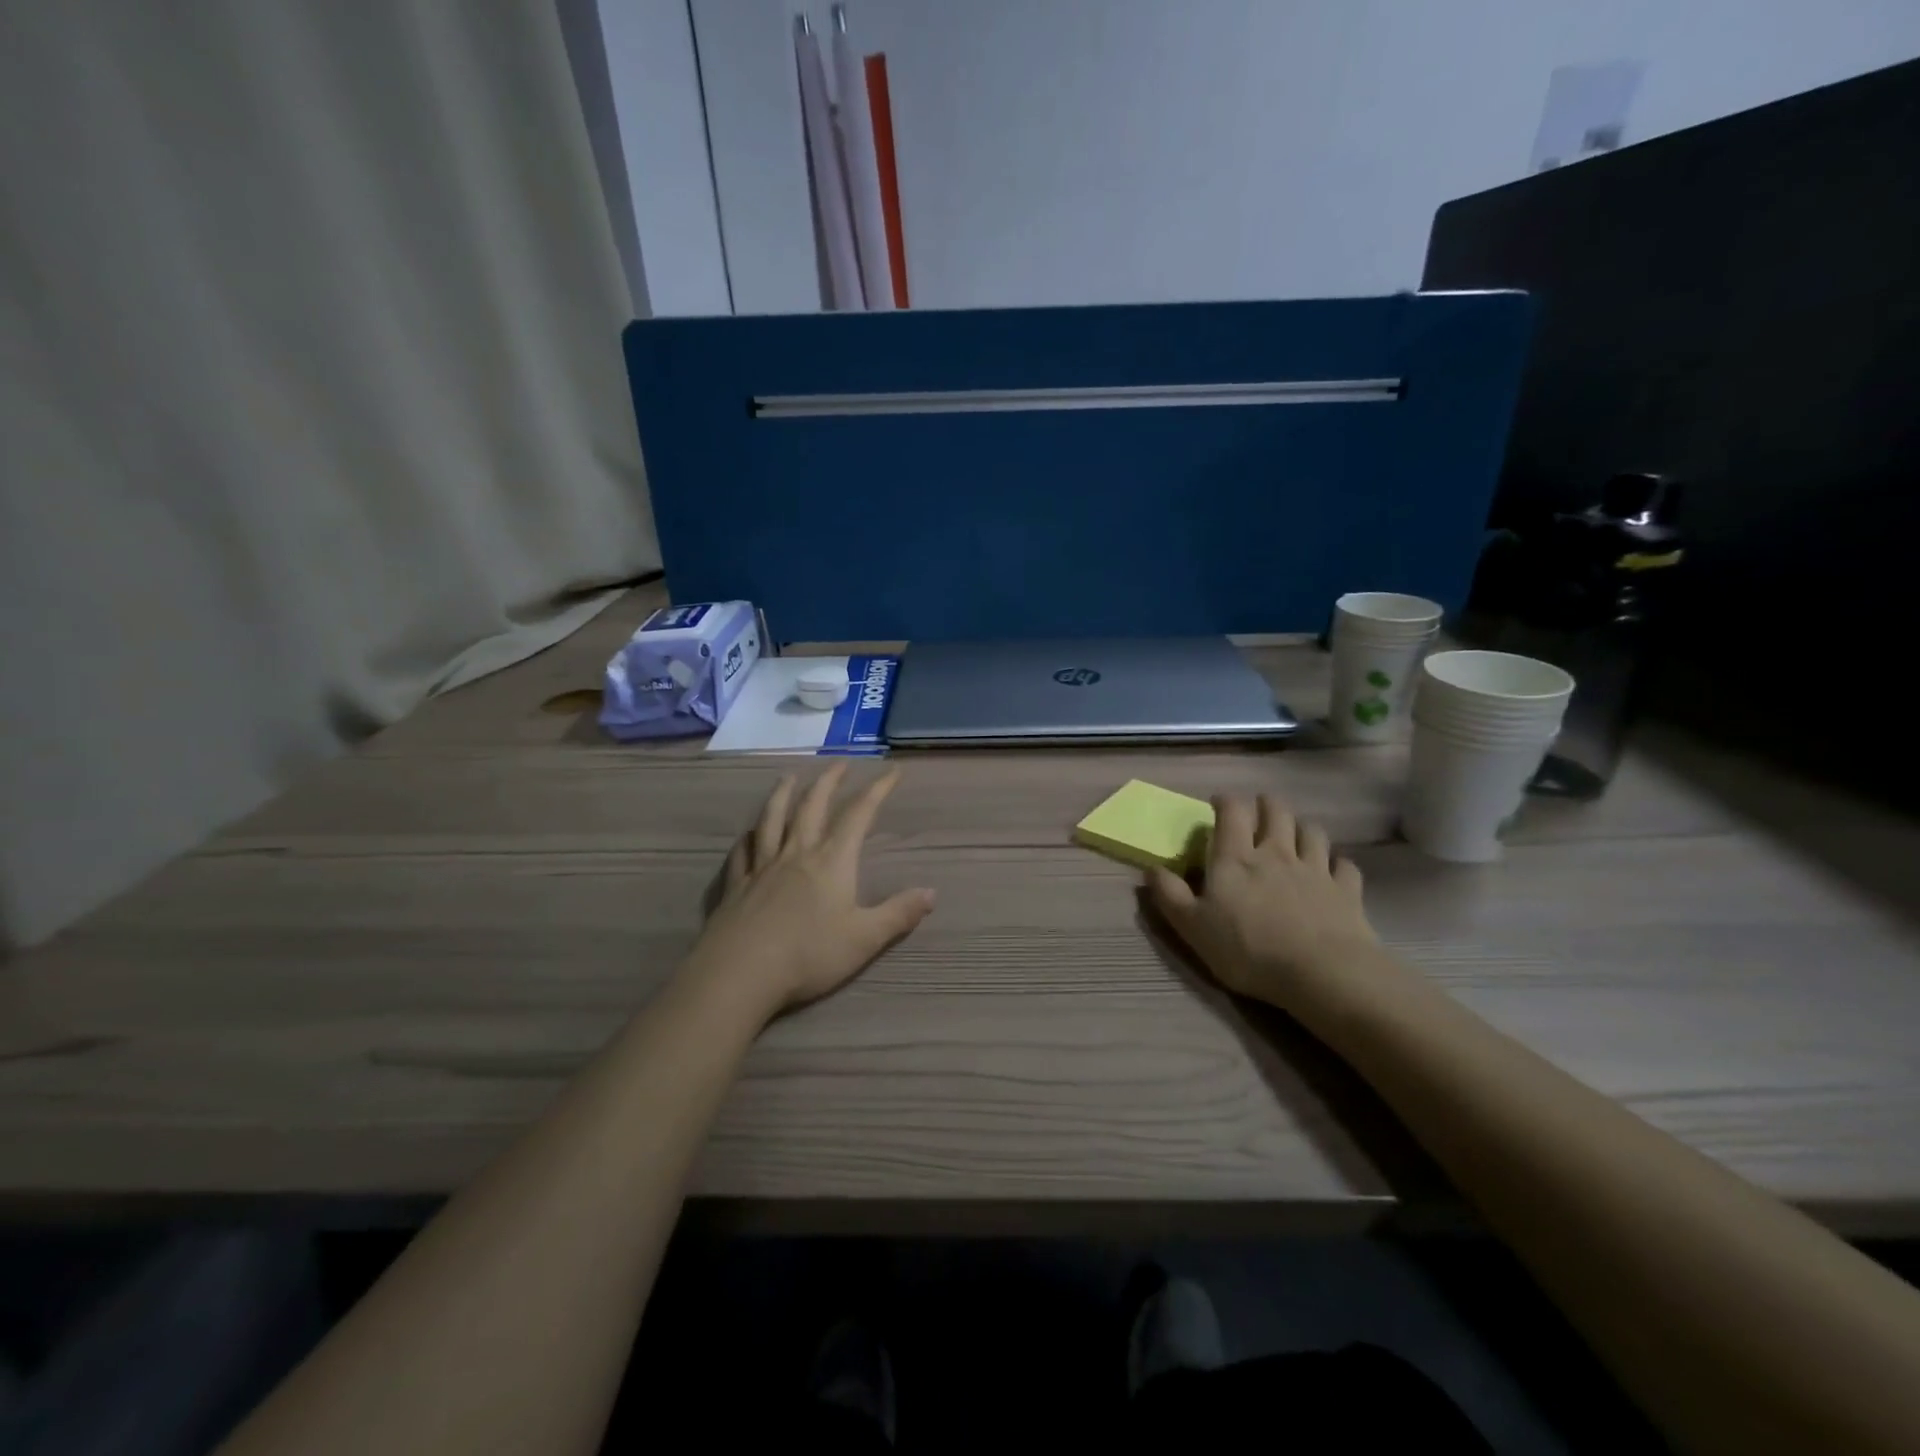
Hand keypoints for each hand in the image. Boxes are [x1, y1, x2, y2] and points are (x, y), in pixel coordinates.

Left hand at [684, 763, 935, 1022]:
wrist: (740, 972)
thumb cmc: (809, 955)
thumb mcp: (864, 939)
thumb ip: (898, 914)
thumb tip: (932, 892)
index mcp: (831, 861)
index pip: (858, 815)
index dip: (877, 790)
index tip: (892, 771)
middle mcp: (797, 853)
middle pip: (813, 806)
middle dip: (829, 781)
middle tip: (840, 762)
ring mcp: (762, 866)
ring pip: (772, 819)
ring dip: (783, 794)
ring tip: (789, 776)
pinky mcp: (736, 885)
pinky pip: (742, 851)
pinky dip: (747, 837)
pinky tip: (748, 833)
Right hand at [1145, 794, 1386, 1016]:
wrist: (1322, 973)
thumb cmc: (1248, 949)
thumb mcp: (1193, 927)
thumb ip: (1170, 895)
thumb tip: (1150, 868)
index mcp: (1236, 858)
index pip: (1233, 812)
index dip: (1226, 801)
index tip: (1219, 804)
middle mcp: (1277, 853)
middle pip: (1277, 812)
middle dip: (1266, 805)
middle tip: (1259, 811)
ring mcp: (1316, 869)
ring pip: (1312, 832)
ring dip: (1302, 828)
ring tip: (1295, 835)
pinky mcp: (1346, 890)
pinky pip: (1344, 865)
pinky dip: (1337, 864)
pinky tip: (1332, 871)